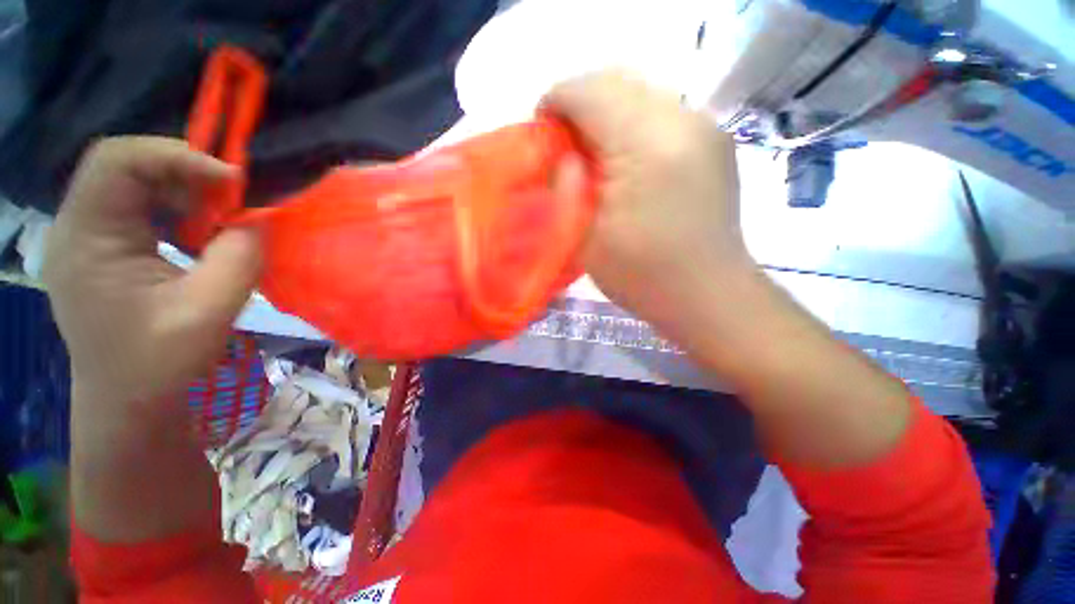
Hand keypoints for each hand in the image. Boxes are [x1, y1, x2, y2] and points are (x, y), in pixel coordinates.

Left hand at [43, 137, 261, 405]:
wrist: (129, 403)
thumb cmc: (160, 365)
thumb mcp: (208, 312)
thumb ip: (238, 259)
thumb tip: (256, 220)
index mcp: (86, 240)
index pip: (116, 161)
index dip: (176, 156)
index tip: (232, 180)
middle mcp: (76, 228)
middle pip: (122, 165)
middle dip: (182, 170)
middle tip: (230, 195)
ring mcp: (86, 238)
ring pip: (130, 182)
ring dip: (180, 189)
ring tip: (218, 214)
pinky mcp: (101, 250)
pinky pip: (136, 207)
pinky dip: (173, 208)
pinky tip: (197, 230)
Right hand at [546, 72, 752, 328]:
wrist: (707, 295)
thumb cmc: (642, 277)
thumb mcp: (586, 239)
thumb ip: (566, 187)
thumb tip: (560, 154)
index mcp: (646, 145)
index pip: (588, 91)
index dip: (555, 104)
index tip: (542, 136)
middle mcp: (683, 120)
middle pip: (616, 81)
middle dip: (579, 105)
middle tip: (564, 148)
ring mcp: (705, 126)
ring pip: (640, 93)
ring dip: (606, 114)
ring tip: (593, 156)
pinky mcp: (714, 139)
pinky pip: (661, 111)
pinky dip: (632, 125)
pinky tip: (626, 161)